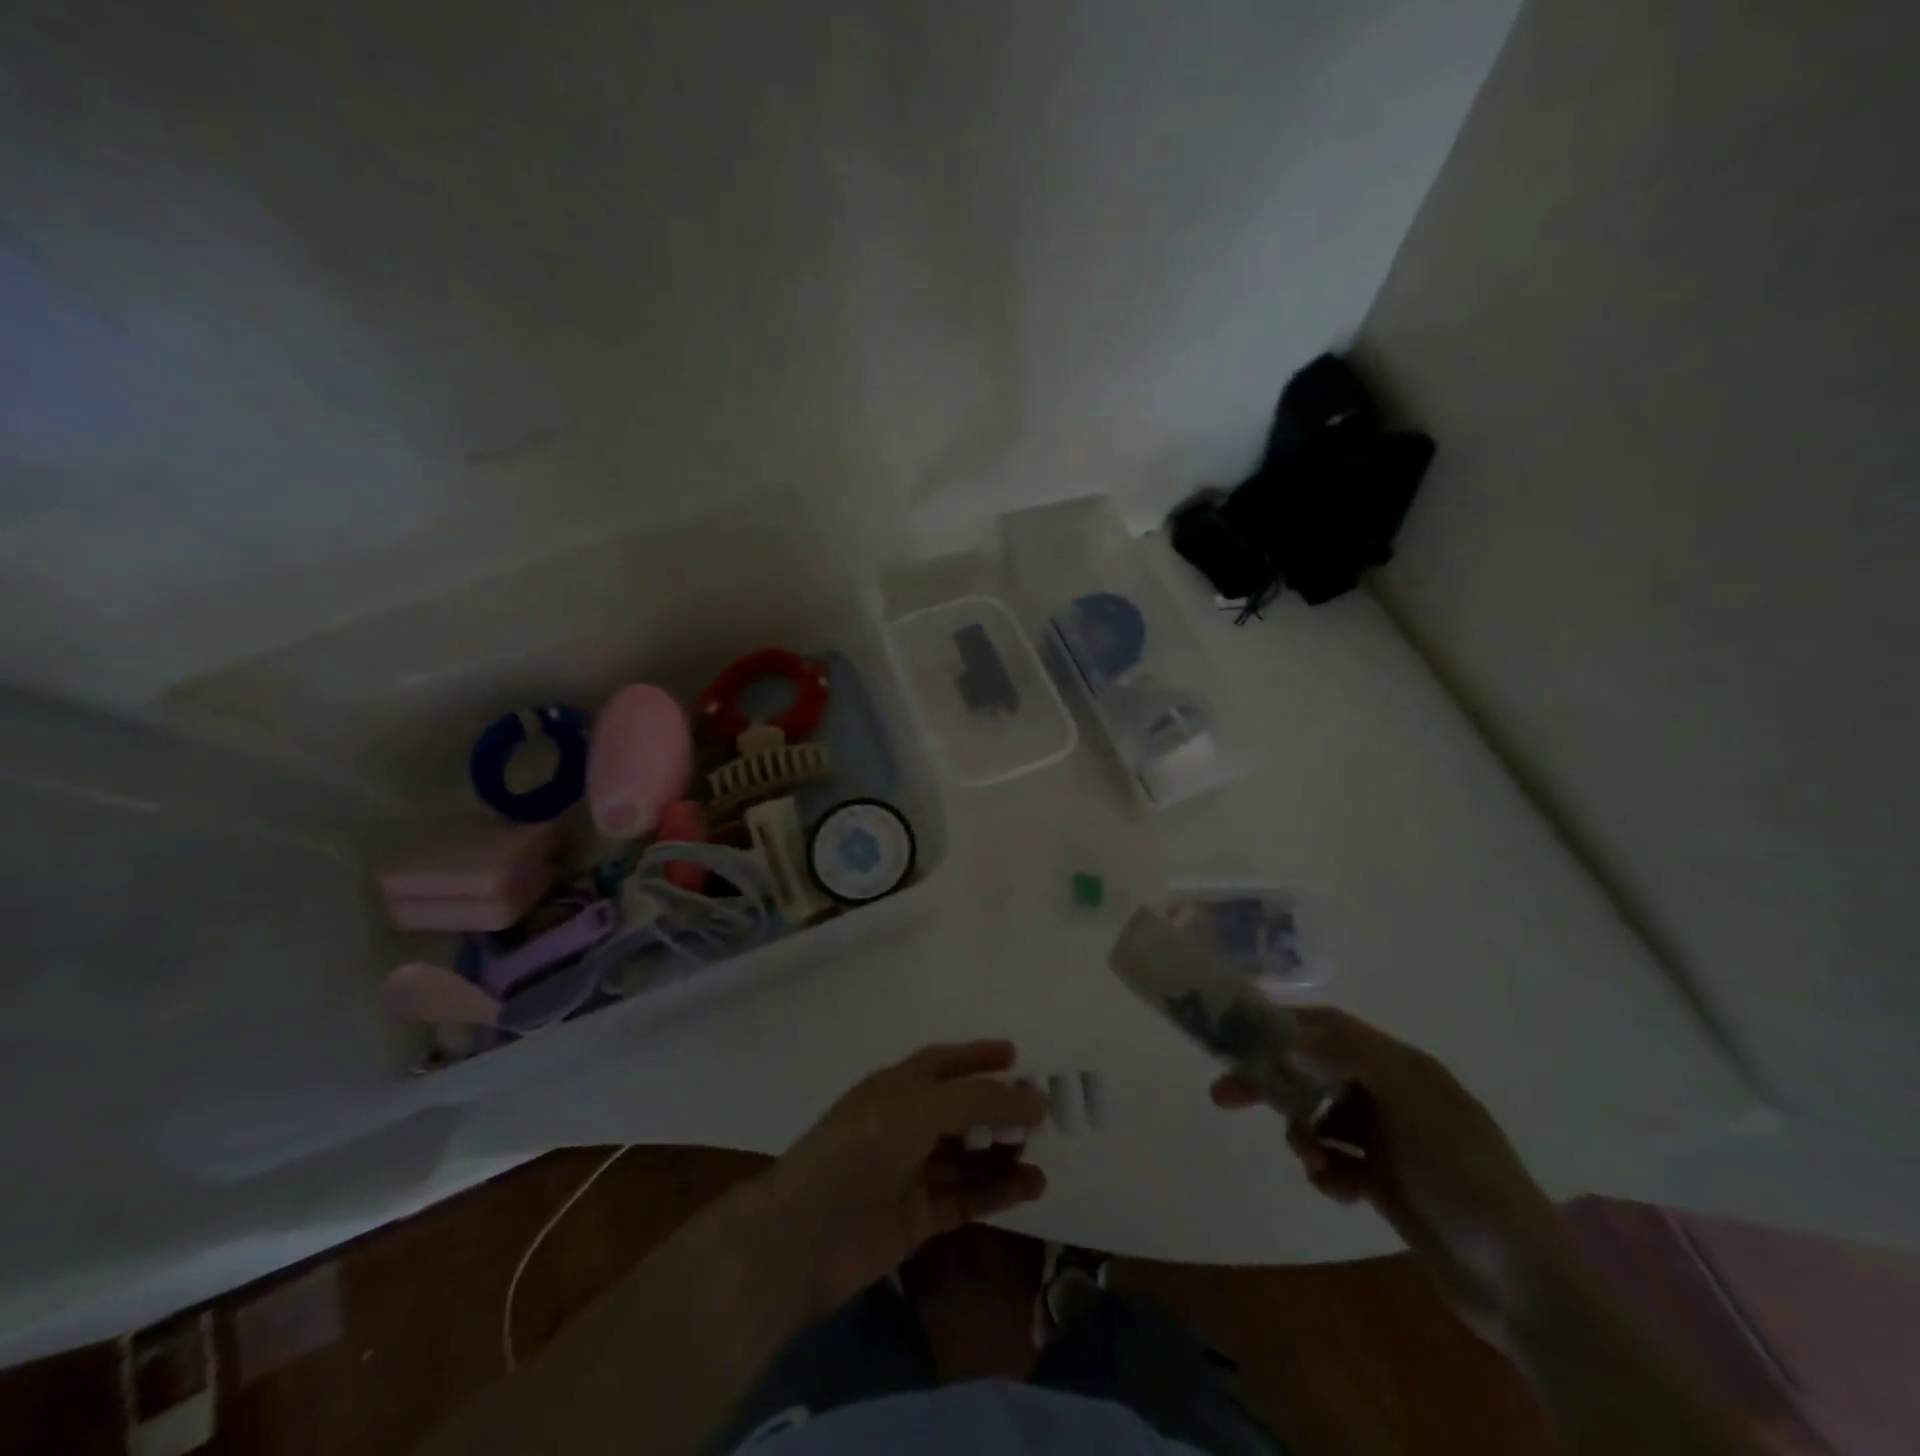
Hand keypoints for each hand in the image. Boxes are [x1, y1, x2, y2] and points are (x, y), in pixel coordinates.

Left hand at [763, 1041, 1050, 1318]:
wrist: (805, 1234)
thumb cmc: (861, 1149)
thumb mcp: (921, 1108)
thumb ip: (980, 1100)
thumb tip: (1036, 1098)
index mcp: (897, 1087)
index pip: (944, 1063)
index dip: (978, 1056)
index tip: (1017, 1056)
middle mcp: (905, 1124)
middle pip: (961, 1110)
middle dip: (999, 1109)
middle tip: (1041, 1114)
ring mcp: (911, 1172)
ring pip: (968, 1158)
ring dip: (1003, 1154)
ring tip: (1041, 1156)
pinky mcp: (917, 1218)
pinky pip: (966, 1199)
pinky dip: (997, 1192)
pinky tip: (1031, 1187)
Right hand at [1212, 1008, 1580, 1348]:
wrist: (1526, 1287)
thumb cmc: (1467, 1180)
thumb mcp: (1415, 1105)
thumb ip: (1354, 1057)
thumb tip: (1291, 1029)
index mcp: (1403, 1067)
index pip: (1329, 1028)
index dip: (1281, 1026)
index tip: (1234, 1038)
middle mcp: (1393, 1094)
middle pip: (1315, 1071)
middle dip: (1273, 1082)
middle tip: (1224, 1095)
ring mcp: (1390, 1139)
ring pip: (1321, 1118)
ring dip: (1304, 1135)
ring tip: (1312, 1163)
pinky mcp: (1386, 1181)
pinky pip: (1337, 1160)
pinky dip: (1328, 1171)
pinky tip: (1339, 1191)